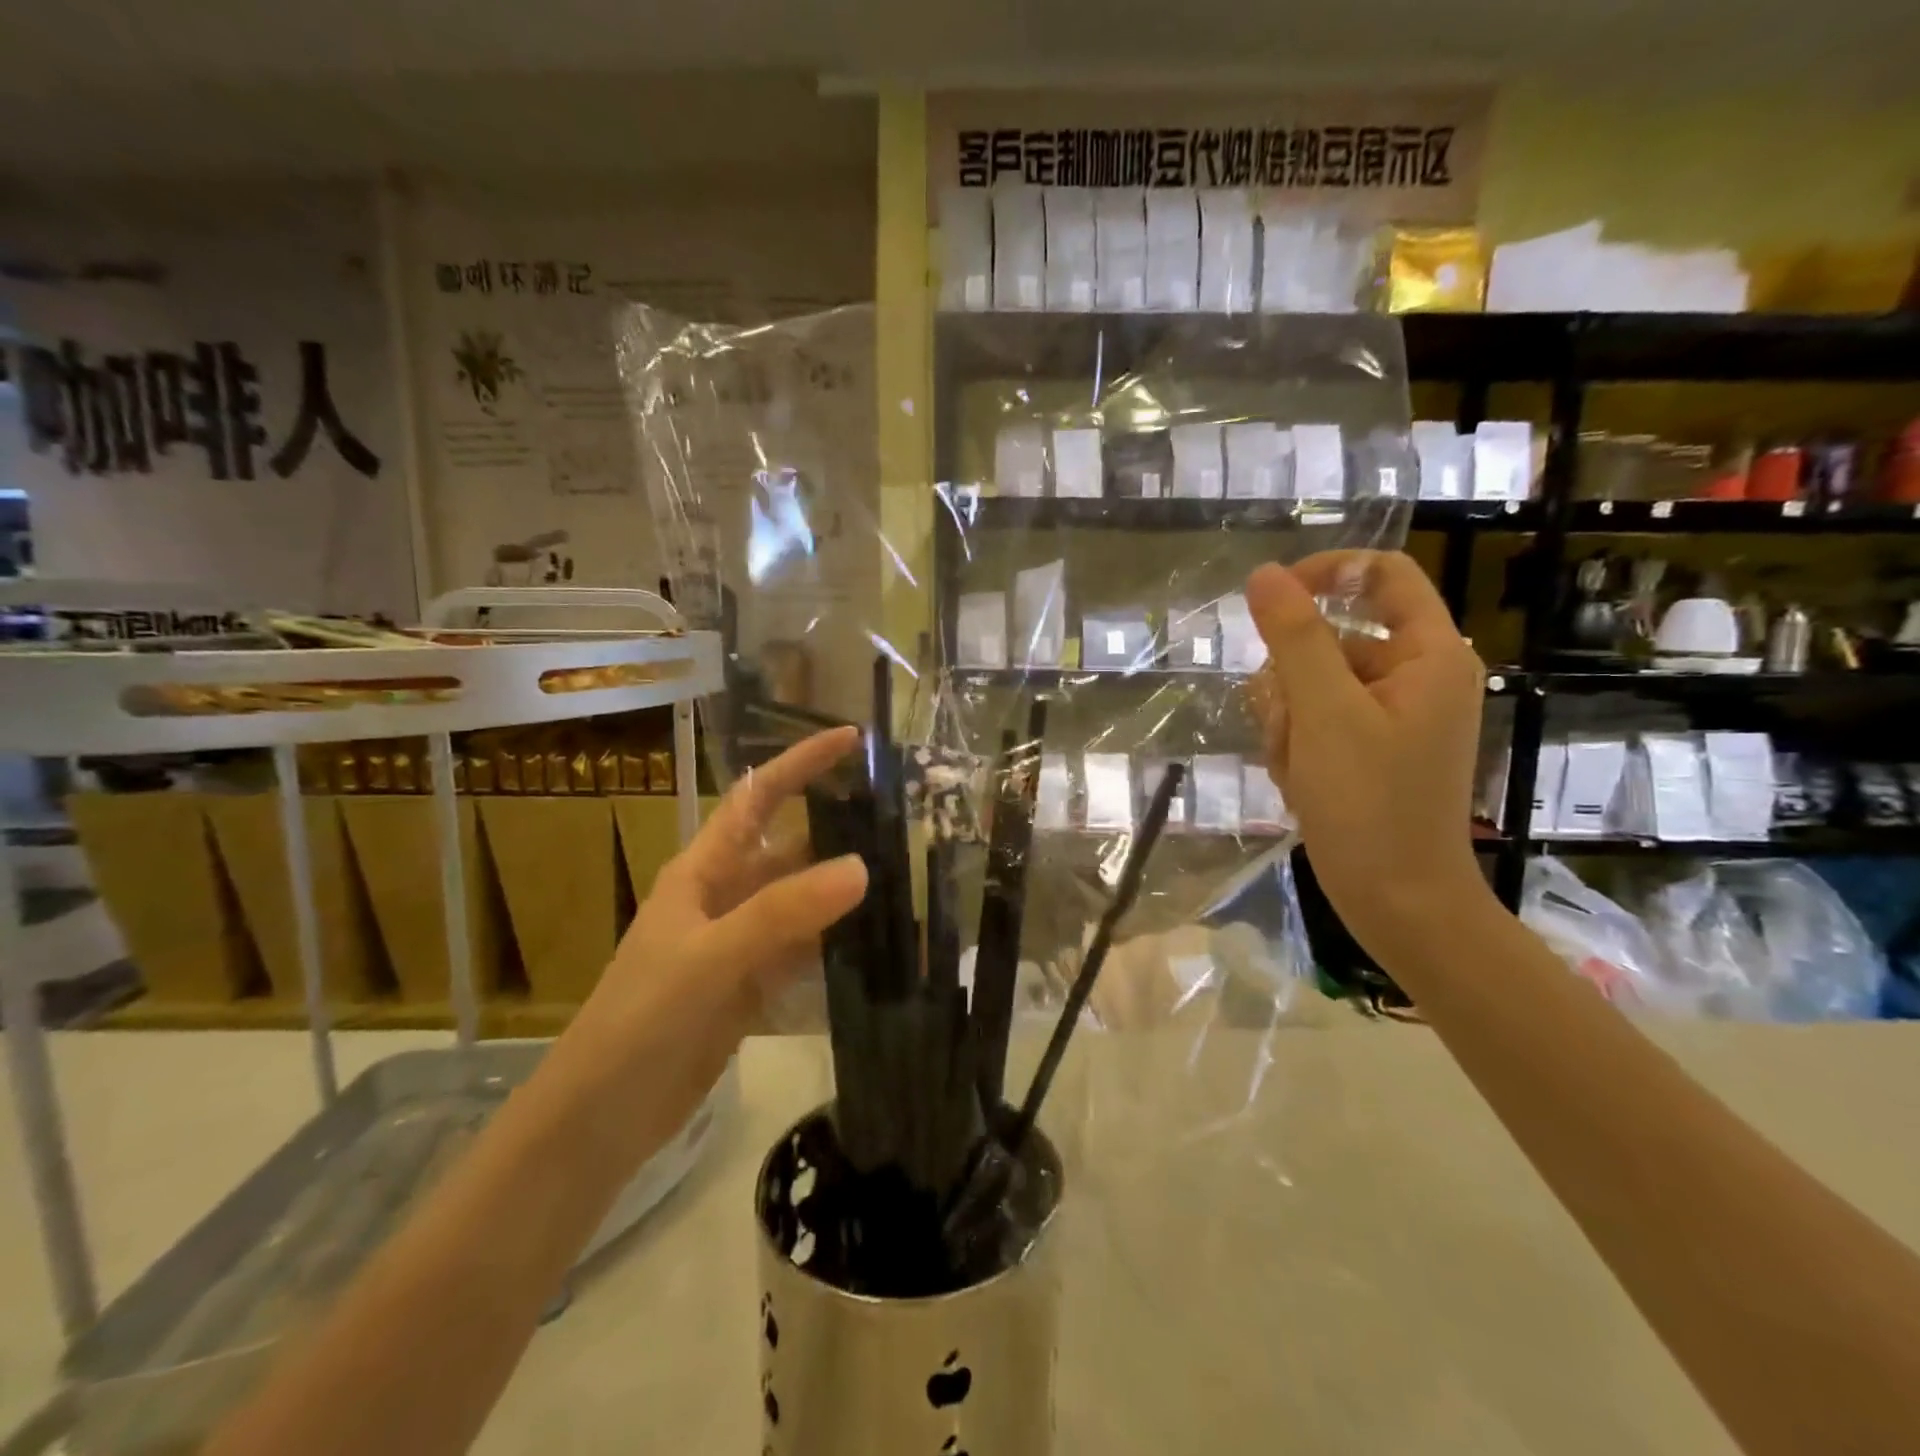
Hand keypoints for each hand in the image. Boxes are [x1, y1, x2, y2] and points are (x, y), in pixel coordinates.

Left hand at [550, 727, 867, 1155]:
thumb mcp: (709, 957)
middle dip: (839, 826)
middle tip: (905, 815)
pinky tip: (882, 939)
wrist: (603, 1117)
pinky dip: (841, 941)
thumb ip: (782, 913)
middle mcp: (727, 896)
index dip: (801, 762)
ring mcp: (743, 943)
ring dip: (846, 886)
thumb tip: (861, 866)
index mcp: (705, 870)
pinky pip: (807, 949)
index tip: (852, 739)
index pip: (758, 797)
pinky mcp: (756, 985)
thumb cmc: (641, 1019)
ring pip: (804, 900)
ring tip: (908, 872)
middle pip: (791, 847)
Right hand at [1246, 552, 1492, 962]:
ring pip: (1308, 683)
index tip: (1269, 598)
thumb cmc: (1371, 803)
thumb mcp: (1325, 713)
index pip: (1381, 576)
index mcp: (1428, 656)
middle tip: (1294, 729)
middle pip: (1330, 638)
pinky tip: (1298, 781)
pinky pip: (1311, 721)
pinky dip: (1294, 745)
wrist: (1396, 901)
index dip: (1326, 574)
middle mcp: (1412, 677)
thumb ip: (1295, 638)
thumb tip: (1265, 574)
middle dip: (1292, 680)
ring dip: (1286, 720)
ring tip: (1297, 766)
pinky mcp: (1363, 749)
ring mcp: (1386, 717)